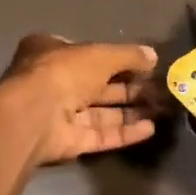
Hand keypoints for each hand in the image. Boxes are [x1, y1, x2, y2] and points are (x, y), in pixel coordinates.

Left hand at [0, 34, 161, 164]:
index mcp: (51, 52)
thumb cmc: (63, 72)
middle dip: (129, 88)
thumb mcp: (101, 54)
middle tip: (160, 89)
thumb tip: (153, 55)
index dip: (114, 58)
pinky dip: (124, 132)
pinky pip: (100, 135)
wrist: (33, 116)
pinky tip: (150, 129)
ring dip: (131, 111)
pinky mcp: (68, 141)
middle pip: (97, 85)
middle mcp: (54, 82)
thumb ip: (128, 55)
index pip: (86, 52)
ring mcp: (60, 114)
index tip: (143, 64)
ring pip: (101, 112)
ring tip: (161, 109)